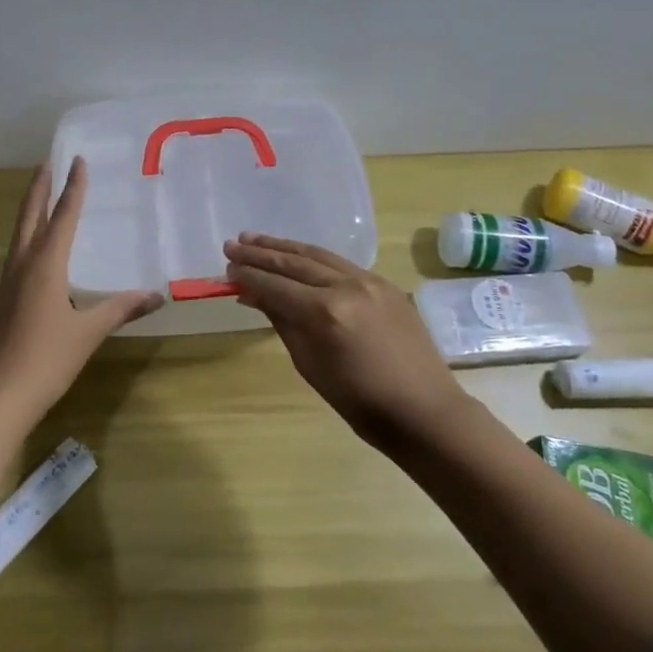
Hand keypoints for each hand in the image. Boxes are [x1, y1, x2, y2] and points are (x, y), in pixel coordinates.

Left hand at [0, 158, 163, 422]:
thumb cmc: (46, 359)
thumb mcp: (88, 332)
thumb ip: (121, 309)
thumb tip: (157, 295)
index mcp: (45, 265)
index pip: (62, 216)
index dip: (72, 188)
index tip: (77, 160)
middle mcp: (23, 264)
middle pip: (30, 215)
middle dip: (40, 187)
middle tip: (47, 162)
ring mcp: (8, 281)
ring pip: (20, 233)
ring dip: (30, 208)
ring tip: (41, 192)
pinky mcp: (3, 298)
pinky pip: (17, 252)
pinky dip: (28, 234)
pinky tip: (35, 247)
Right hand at [225, 233, 466, 446]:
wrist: (424, 411)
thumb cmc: (361, 402)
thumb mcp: (310, 365)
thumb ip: (282, 322)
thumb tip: (254, 295)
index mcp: (325, 312)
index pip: (276, 286)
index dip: (249, 277)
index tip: (227, 269)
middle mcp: (346, 286)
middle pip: (294, 263)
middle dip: (260, 254)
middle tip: (232, 246)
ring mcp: (369, 280)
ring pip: (317, 255)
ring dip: (284, 247)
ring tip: (255, 240)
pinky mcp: (384, 283)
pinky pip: (340, 263)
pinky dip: (312, 257)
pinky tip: (296, 255)